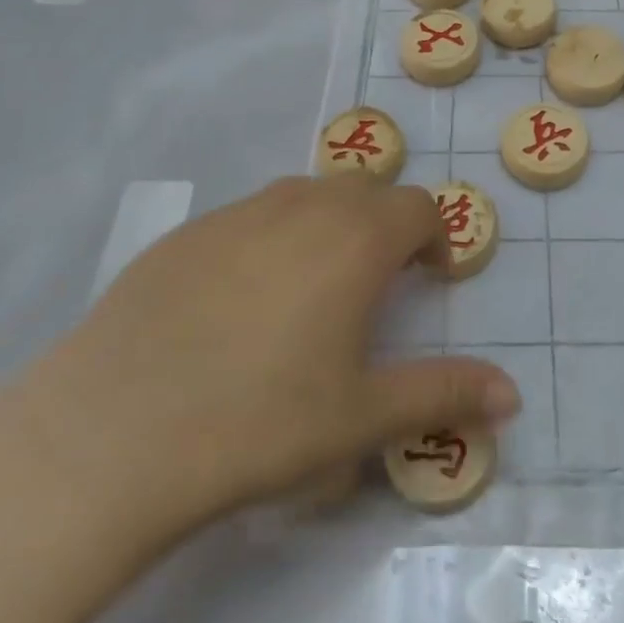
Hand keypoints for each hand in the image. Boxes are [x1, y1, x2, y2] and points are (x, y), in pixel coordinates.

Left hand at [0, 175, 520, 564]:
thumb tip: (511, 395)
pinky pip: (248, 219)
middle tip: (374, 286)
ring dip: (326, 227)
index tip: (429, 279)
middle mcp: (303, 204)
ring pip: (304, 197)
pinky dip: (267, 241)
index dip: (434, 238)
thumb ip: (444, 394)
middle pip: (364, 191)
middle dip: (384, 226)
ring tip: (309, 291)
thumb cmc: (259, 422)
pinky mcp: (185, 232)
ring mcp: (239, 212)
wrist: (111, 431)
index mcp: (357, 237)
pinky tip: (236, 306)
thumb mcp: (362, 418)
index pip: (418, 207)